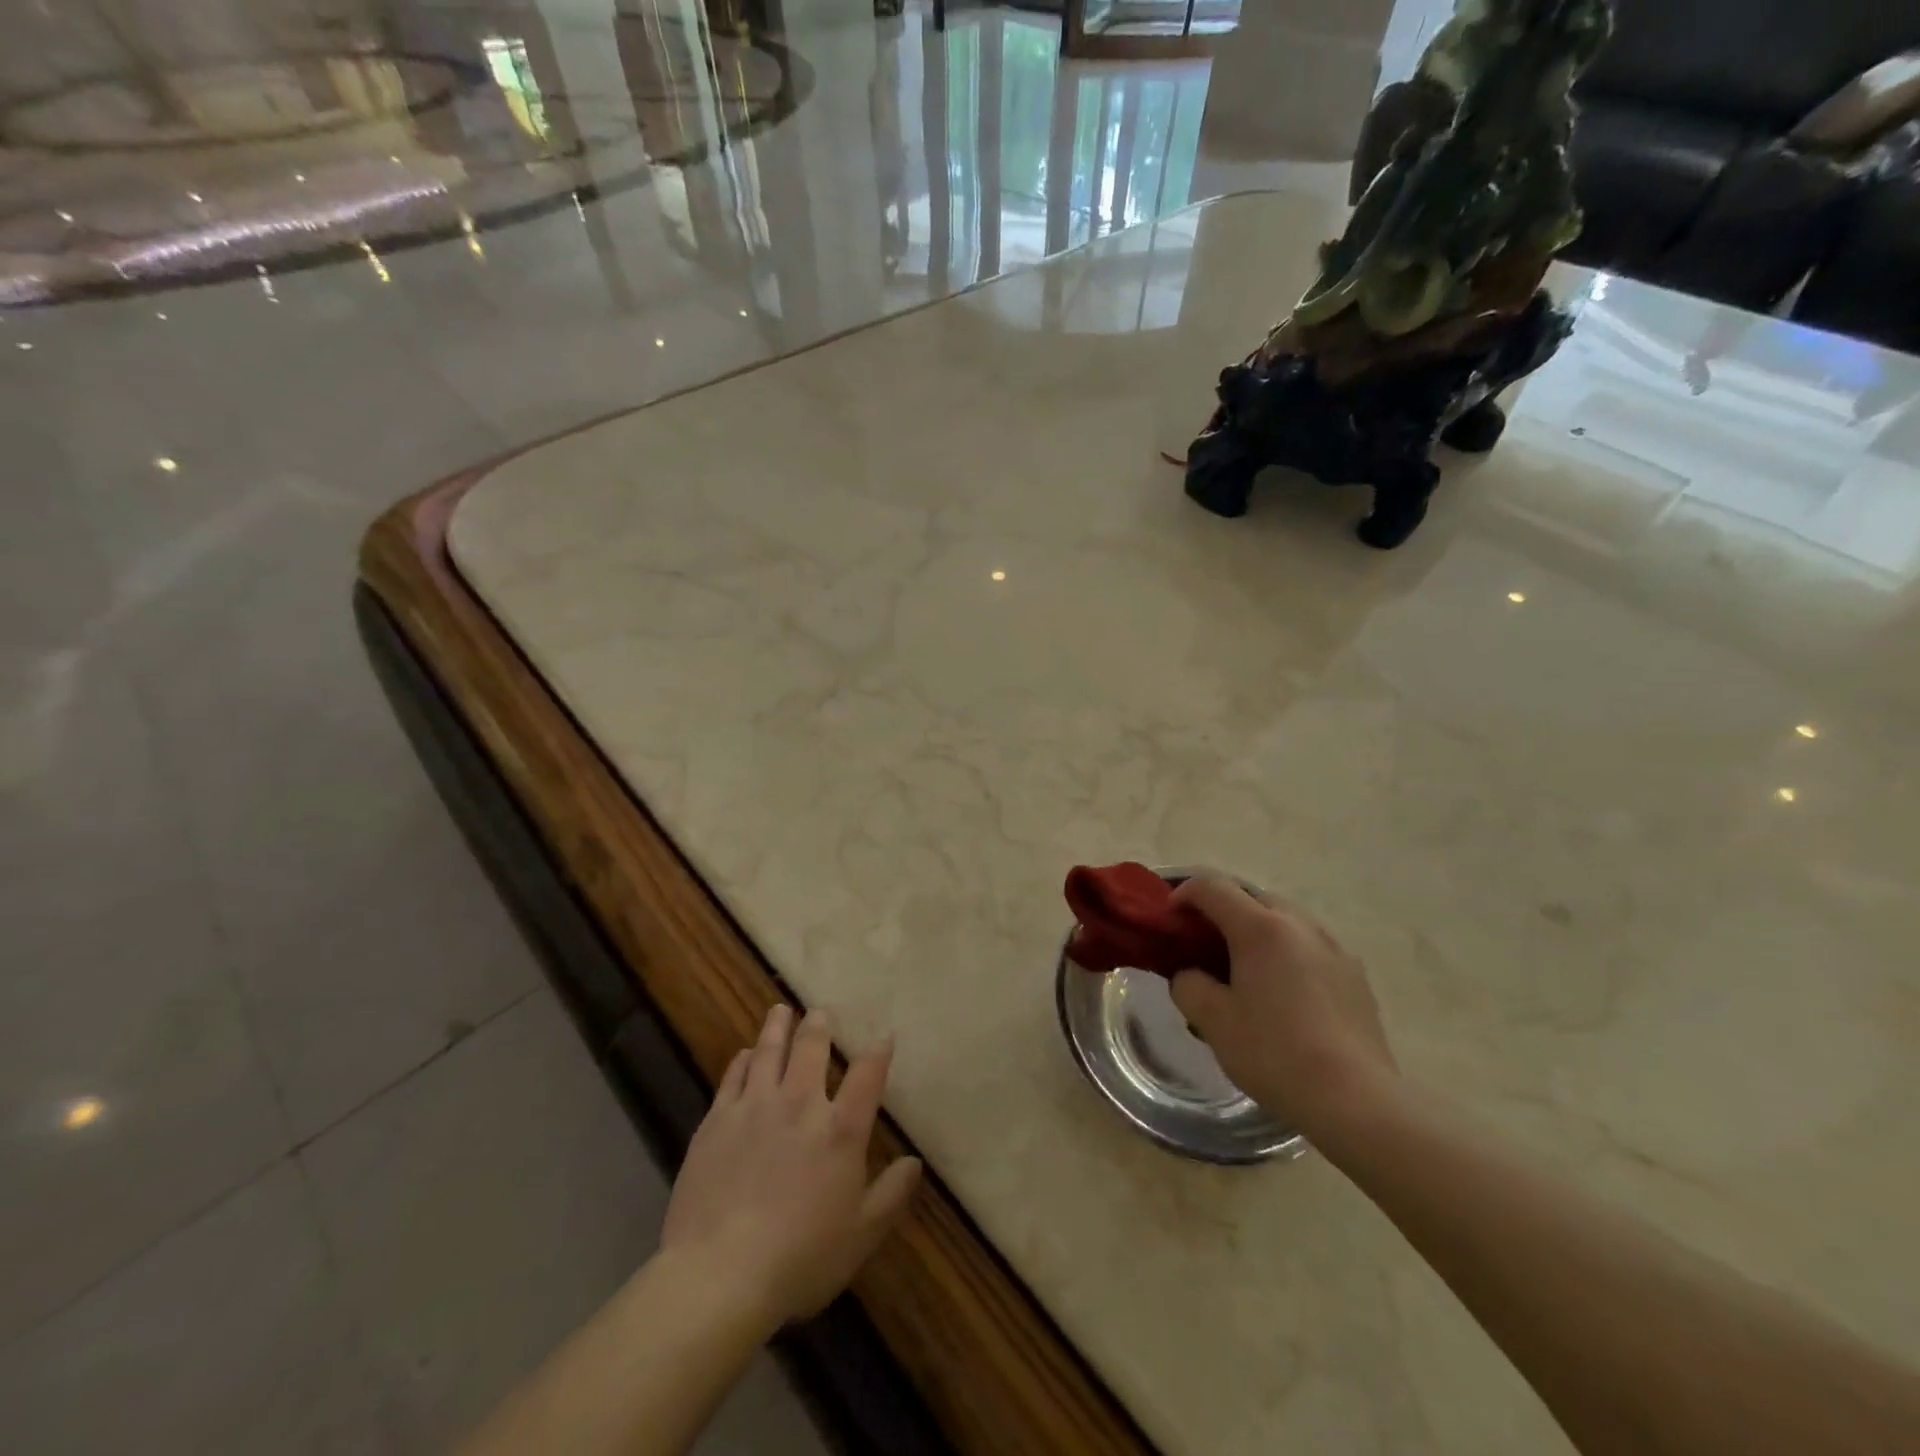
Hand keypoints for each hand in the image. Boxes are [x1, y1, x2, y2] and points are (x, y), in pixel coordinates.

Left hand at [660, 1005, 920, 1327]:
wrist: (720, 1273)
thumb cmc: (801, 1258)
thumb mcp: (861, 1234)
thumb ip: (892, 1194)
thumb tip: (917, 1162)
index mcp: (840, 1129)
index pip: (867, 1075)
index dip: (878, 1052)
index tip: (883, 1036)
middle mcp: (800, 1104)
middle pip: (812, 1049)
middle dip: (819, 1026)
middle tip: (820, 1012)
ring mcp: (754, 1107)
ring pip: (768, 1052)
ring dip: (777, 1028)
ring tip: (781, 1011)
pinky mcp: (717, 1121)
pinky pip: (732, 1076)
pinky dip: (742, 1060)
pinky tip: (744, 1054)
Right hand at [1168, 878, 1397, 1138]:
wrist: (1356, 1101)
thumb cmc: (1275, 1053)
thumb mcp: (1212, 1021)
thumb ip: (1188, 985)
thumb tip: (1190, 975)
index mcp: (1260, 928)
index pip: (1213, 887)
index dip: (1184, 894)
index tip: (1169, 919)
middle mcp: (1299, 925)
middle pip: (1252, 897)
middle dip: (1223, 910)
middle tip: (1203, 943)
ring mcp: (1334, 948)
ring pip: (1286, 920)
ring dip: (1258, 929)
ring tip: (1245, 968)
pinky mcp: (1355, 976)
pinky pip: (1311, 947)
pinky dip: (1287, 953)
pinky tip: (1284, 993)